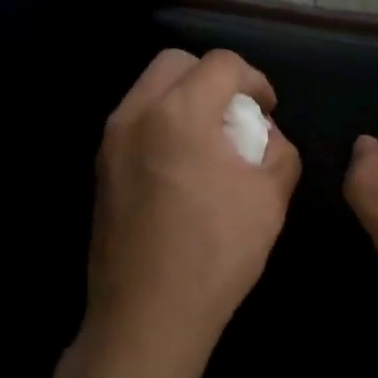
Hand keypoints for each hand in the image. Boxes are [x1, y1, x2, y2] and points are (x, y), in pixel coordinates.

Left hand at [87, 49, 301, 369]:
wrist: (147, 314)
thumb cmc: (216, 253)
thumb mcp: (270, 198)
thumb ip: (278, 150)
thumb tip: (264, 135)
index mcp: (180, 112)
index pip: (222, 64)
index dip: (254, 80)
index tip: (266, 110)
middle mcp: (136, 113)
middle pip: (176, 63)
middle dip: (212, 78)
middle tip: (235, 115)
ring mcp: (110, 140)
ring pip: (149, 89)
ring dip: (183, 98)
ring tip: (209, 141)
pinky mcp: (100, 167)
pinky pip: (134, 120)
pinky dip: (161, 122)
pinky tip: (181, 166)